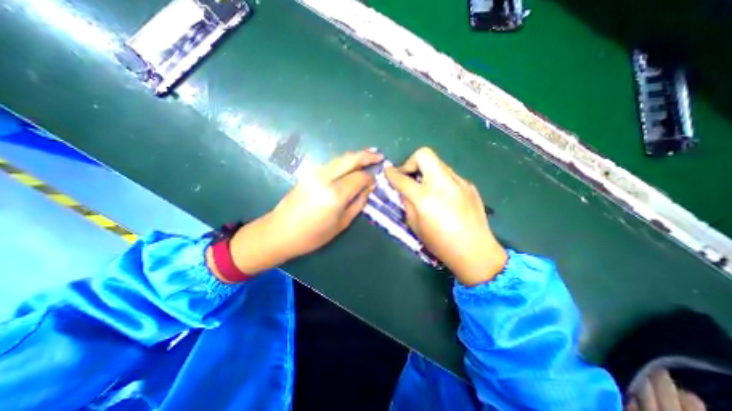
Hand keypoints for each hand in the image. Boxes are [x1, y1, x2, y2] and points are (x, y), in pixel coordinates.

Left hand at [224, 150, 382, 275]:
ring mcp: (315, 173)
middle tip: (379, 155)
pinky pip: (332, 164)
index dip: (369, 178)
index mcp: (335, 194)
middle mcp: (325, 178)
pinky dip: (344, 162)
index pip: (359, 178)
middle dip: (367, 155)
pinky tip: (351, 166)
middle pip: (350, 159)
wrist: (279, 232)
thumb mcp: (341, 224)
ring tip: (368, 157)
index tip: (375, 182)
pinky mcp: (309, 173)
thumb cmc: (312, 235)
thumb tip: (367, 190)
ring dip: (355, 156)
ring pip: (340, 158)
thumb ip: (357, 204)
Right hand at [383, 146, 510, 284]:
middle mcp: (442, 183)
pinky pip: (449, 175)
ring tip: (427, 188)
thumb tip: (404, 190)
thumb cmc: (440, 242)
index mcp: (424, 197)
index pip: (402, 177)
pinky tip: (443, 197)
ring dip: (426, 172)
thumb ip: (407, 202)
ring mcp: (458, 181)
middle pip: (423, 154)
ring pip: (437, 163)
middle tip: (409, 177)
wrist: (474, 250)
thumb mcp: (414, 225)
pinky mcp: (468, 185)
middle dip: (411, 163)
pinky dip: (440, 181)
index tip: (388, 171)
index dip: (391, 173)